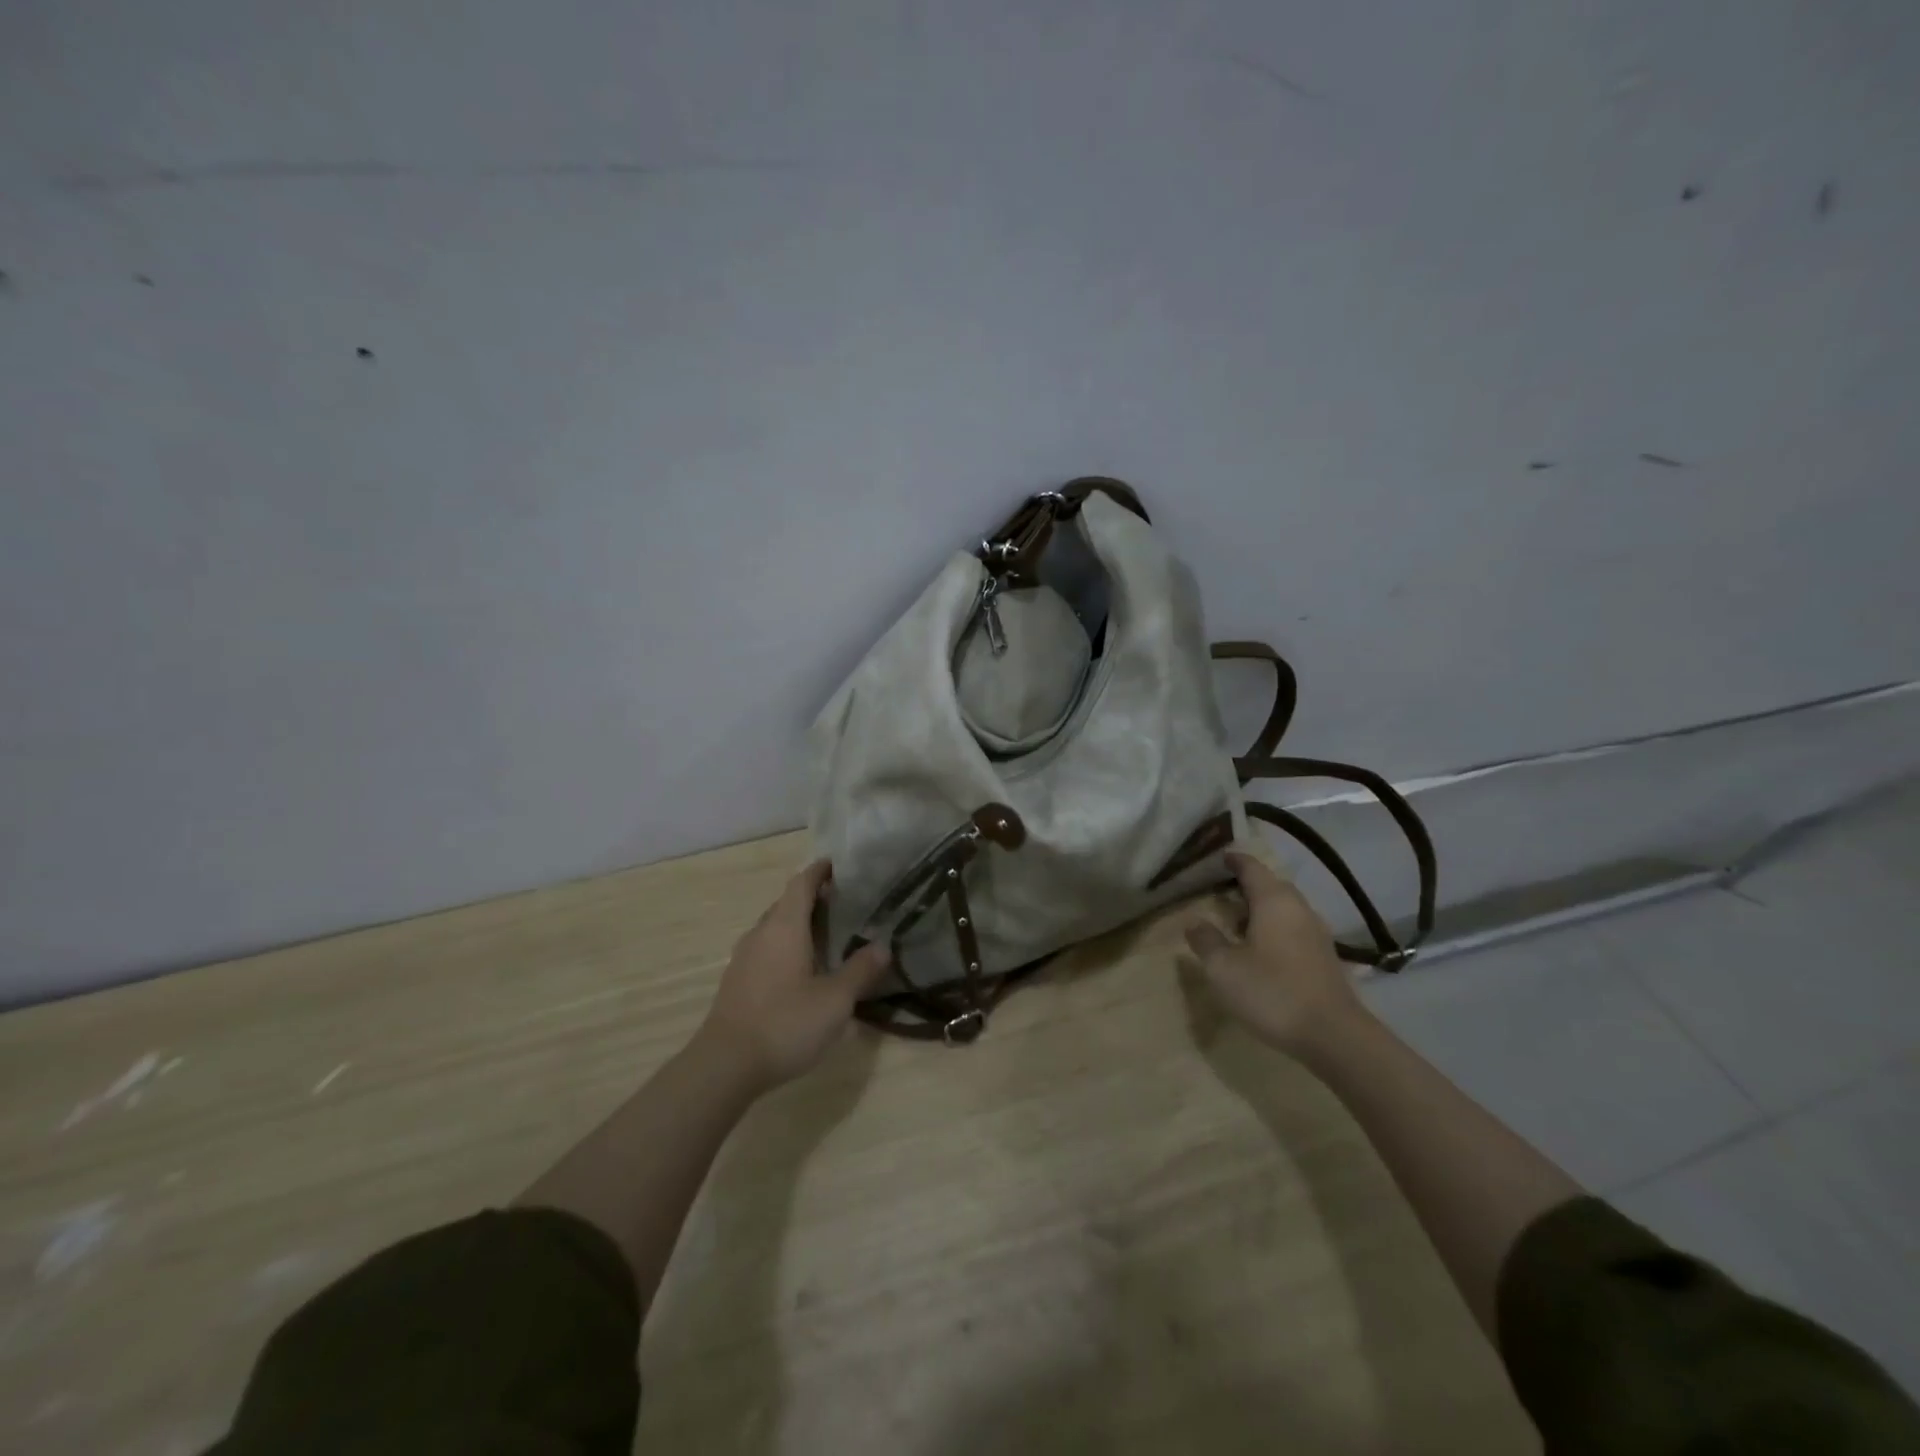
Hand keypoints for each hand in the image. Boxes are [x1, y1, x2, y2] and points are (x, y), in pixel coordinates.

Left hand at [695, 860, 891, 1091]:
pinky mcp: (737, 981)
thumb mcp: (835, 1000)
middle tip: (844, 904)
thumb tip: (883, 946)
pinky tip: (802, 970)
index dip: (819, 871)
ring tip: (827, 936)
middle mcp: (761, 933)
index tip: (838, 865)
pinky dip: (786, 947)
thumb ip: (860, 970)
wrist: (725, 1065)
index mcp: (785, 927)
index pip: (801, 884)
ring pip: (774, 928)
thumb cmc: (785, 1023)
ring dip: (798, 925)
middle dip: (813, 899)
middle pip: (787, 903)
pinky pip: (766, 949)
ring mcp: (744, 958)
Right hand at [1183, 851, 1368, 1055]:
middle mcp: (1299, 908)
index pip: (1251, 867)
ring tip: (1234, 924)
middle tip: (1219, 892)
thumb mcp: (1224, 968)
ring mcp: (1316, 933)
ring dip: (1259, 910)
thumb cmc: (1273, 992)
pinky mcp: (1324, 957)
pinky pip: (1293, 929)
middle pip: (1270, 885)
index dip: (1233, 860)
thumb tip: (1195, 922)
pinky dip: (1273, 929)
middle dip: (1245, 885)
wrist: (1334, 1036)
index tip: (1217, 857)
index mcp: (1274, 901)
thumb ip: (1206, 941)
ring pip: (1283, 909)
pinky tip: (1260, 951)